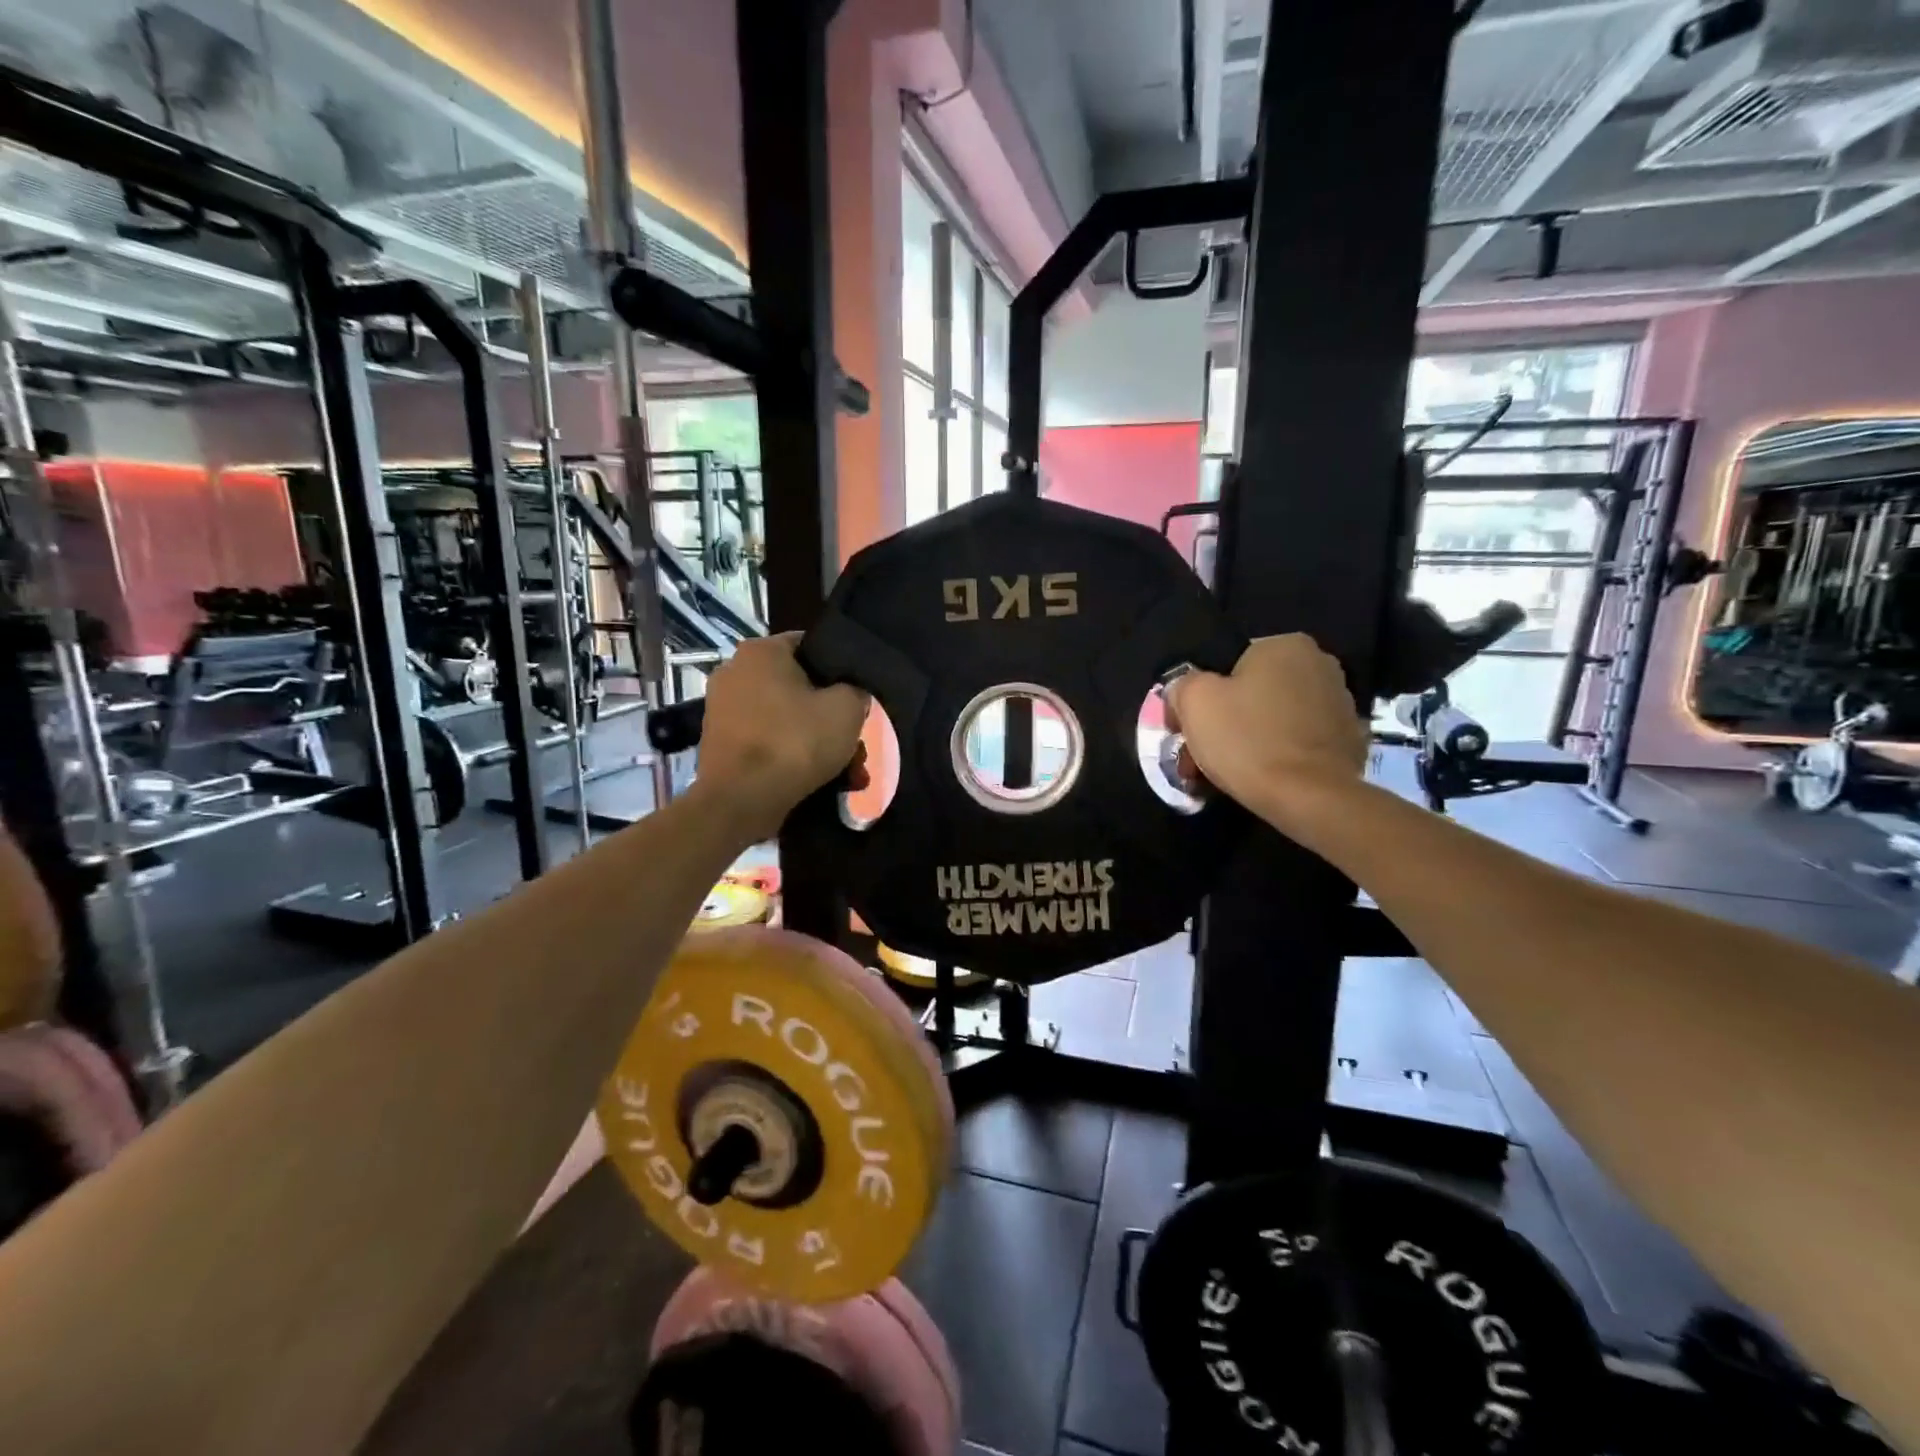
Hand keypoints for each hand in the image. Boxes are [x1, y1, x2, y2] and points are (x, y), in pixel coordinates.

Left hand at [695, 634, 869, 840]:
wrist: (740, 801)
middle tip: (856, 747)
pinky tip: (821, 784)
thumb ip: (856, 690)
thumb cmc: (795, 742)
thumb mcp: (847, 709)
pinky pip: (769, 743)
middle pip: (801, 689)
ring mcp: (723, 710)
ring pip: (787, 721)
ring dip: (818, 745)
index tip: (858, 695)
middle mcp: (735, 672)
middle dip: (832, 720)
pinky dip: (793, 759)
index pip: (812, 645)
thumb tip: (851, 694)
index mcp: (761, 651)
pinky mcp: (721, 745)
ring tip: (849, 775)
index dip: (841, 669)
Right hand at [1165, 634, 1368, 823]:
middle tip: (1203, 754)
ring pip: (1276, 718)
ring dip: (1251, 738)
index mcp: (1286, 645)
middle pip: (1253, 691)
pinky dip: (1280, 755)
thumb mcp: (1193, 701)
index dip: (1201, 698)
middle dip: (1226, 720)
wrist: (1309, 798)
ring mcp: (1342, 704)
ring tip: (1228, 772)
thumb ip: (1183, 684)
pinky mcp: (1350, 741)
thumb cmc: (1247, 740)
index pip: (1228, 665)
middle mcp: (1321, 664)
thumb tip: (1184, 693)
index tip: (1187, 729)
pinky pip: (1299, 742)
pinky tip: (1263, 778)